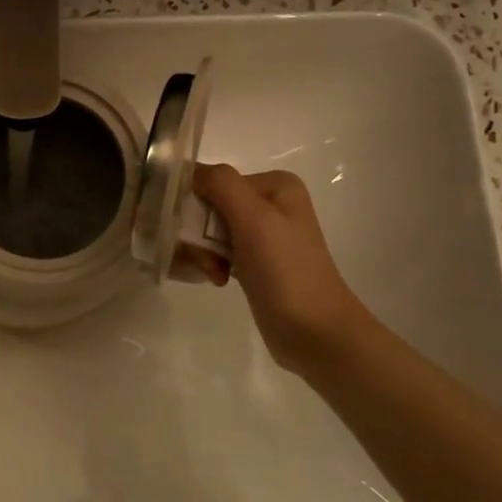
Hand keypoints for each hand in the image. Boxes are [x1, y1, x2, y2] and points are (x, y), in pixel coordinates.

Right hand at [193, 163, 368, 374]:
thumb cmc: (286, 270)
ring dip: (202, 252)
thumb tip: (187, 169)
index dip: (193, 205)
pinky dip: (211, 264)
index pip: (213, 181)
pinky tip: (218, 280)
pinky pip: (218, 251)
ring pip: (209, 232)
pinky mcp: (255, 261)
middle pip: (209, 207)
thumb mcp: (255, 218)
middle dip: (197, 234)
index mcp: (274, 184)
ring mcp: (263, 234)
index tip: (186, 233)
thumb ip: (221, 184)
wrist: (314, 331)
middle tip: (206, 260)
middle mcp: (270, 203)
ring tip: (213, 273)